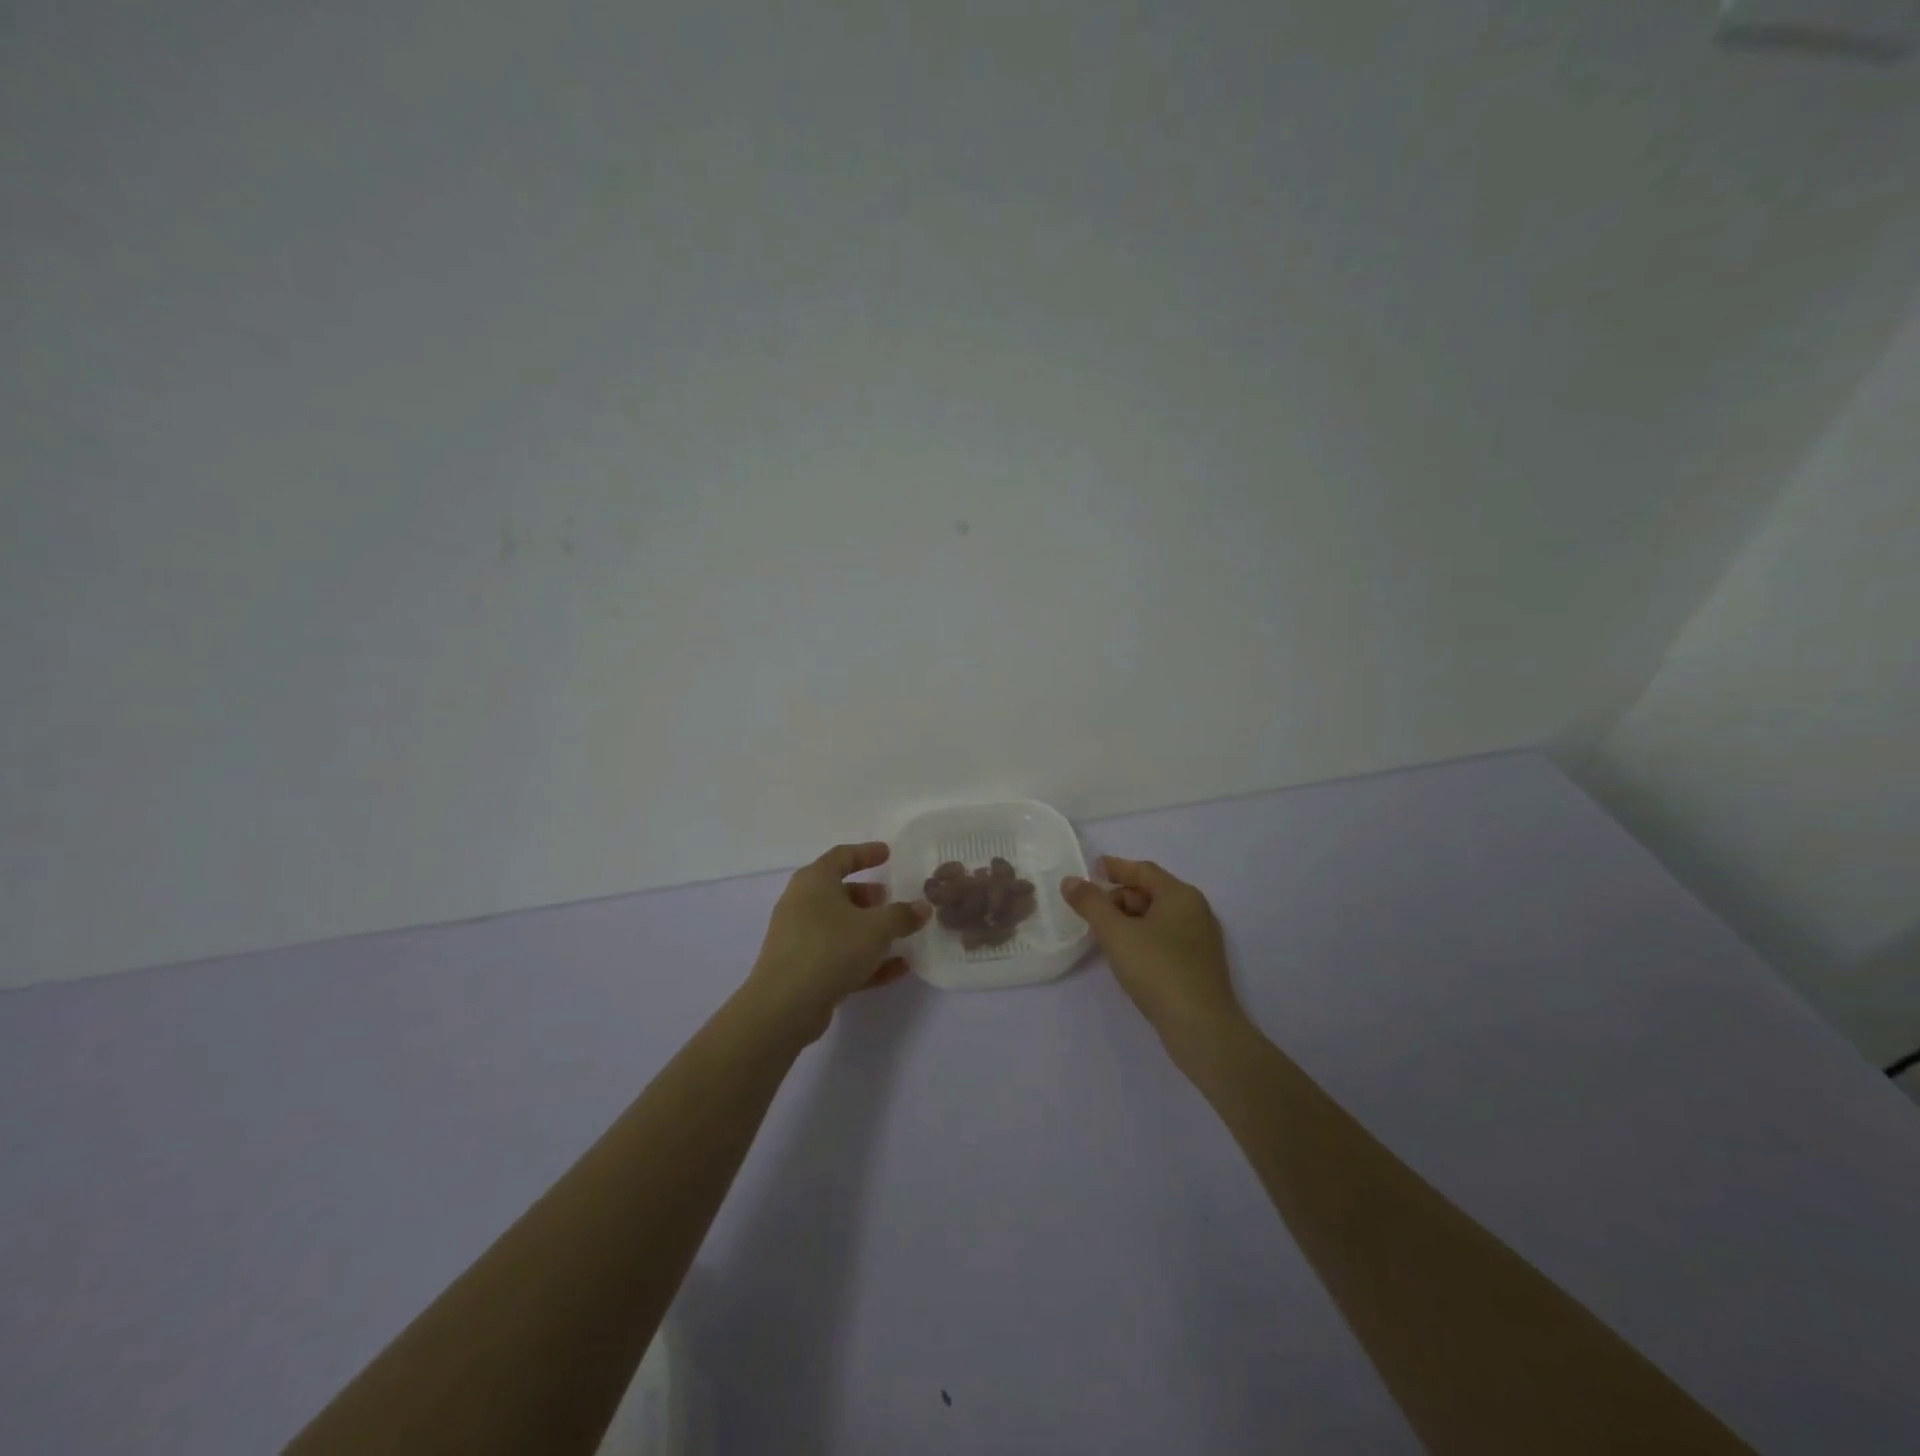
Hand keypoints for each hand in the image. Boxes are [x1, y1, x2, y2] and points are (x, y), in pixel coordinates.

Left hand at [743, 842, 931, 1043]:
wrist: (784, 1006)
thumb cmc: (830, 949)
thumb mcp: (876, 929)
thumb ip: (902, 916)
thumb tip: (923, 907)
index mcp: (814, 881)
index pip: (842, 856)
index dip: (866, 853)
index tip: (888, 853)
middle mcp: (802, 904)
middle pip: (838, 892)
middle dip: (867, 895)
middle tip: (890, 898)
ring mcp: (799, 938)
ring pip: (839, 926)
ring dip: (868, 929)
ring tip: (898, 934)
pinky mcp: (802, 969)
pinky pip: (838, 956)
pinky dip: (865, 958)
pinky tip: (897, 970)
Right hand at [1062, 856, 1243, 1049]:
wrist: (1202, 1028)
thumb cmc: (1157, 970)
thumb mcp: (1116, 933)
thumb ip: (1091, 904)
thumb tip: (1071, 881)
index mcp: (1180, 895)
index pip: (1143, 871)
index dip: (1116, 868)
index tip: (1093, 869)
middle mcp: (1196, 911)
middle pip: (1152, 893)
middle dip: (1120, 897)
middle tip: (1093, 910)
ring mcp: (1202, 940)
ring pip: (1159, 918)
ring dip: (1131, 920)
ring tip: (1106, 935)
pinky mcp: (1200, 966)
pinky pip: (1167, 939)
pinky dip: (1144, 938)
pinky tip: (1129, 956)